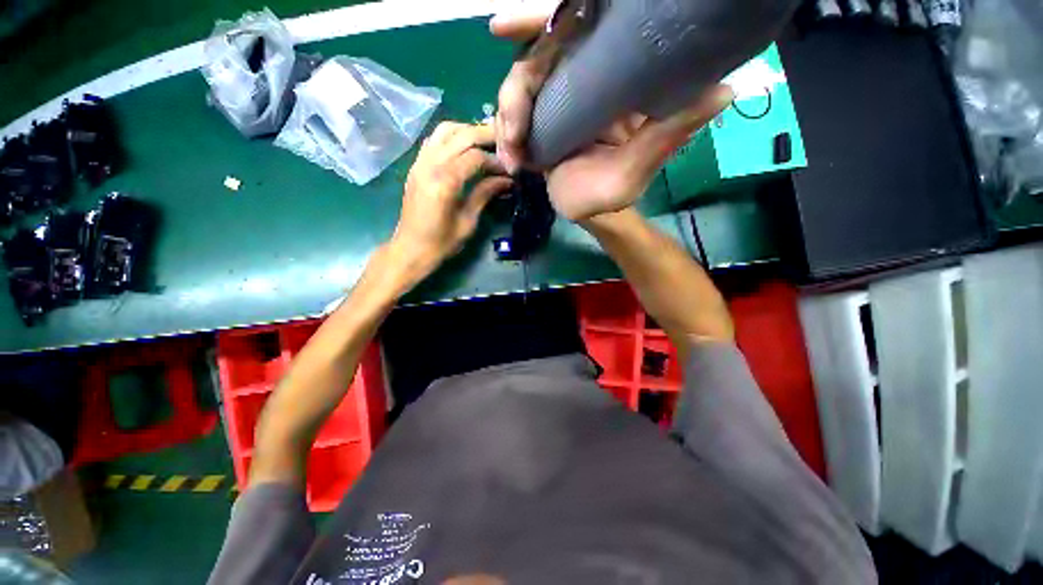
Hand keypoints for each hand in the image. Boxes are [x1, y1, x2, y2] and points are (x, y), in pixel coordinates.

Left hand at [389, 121, 511, 279]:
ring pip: (445, 130)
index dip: (496, 161)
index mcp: (445, 182)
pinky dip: (452, 136)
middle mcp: (430, 165)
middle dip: (486, 135)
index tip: (509, 169)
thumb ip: (485, 194)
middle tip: (504, 143)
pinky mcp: (416, 165)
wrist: (411, 248)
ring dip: (468, 130)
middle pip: (461, 135)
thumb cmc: (442, 242)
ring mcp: (420, 162)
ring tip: (485, 141)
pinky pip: (434, 140)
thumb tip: (506, 180)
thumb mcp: (468, 221)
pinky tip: (464, 147)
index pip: (475, 157)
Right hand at [491, 2, 732, 221]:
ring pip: (518, 89)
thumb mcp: (637, 169)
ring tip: (514, 161)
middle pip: (535, 60)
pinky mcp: (539, 121)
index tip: (503, 25)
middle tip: (512, 136)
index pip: (575, 34)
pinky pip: (512, 117)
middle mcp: (580, 80)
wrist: (588, 212)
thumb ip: (668, 136)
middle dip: (514, 95)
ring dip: (506, 125)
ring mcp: (556, 100)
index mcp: (609, 80)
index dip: (543, 22)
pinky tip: (511, 162)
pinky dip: (504, 137)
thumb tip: (724, 91)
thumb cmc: (611, 195)